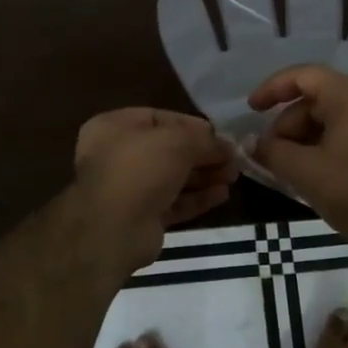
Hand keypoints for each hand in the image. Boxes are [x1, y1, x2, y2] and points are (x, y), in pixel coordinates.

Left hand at [71, 108, 239, 270]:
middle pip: (168, 150)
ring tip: (234, 176)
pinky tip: (222, 195)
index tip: (220, 134)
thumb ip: (205, 140)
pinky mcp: (141, 217)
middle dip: (203, 154)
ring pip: (173, 177)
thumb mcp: (178, 141)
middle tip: (233, 159)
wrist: (113, 229)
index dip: (191, 125)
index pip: (159, 118)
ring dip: (204, 176)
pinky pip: (174, 202)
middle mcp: (118, 155)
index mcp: (114, 127)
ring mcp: (129, 188)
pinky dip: (197, 198)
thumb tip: (228, 146)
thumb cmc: (140, 168)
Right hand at [249, 65, 347, 251]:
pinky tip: (310, 174)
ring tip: (286, 170)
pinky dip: (322, 146)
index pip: (303, 76)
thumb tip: (250, 144)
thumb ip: (273, 153)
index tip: (251, 109)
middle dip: (286, 125)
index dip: (272, 88)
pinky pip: (345, 133)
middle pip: (315, 99)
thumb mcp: (307, 173)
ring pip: (329, 119)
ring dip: (303, 139)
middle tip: (269, 155)